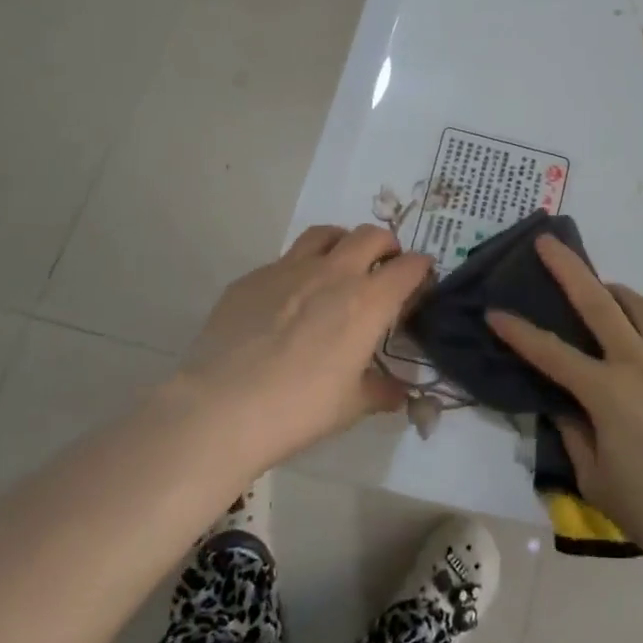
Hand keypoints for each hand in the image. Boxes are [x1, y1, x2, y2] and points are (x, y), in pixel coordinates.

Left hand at [182, 225, 432, 466]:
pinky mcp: (251, 278)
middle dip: (387, 246)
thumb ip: (381, 391)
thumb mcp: (351, 406)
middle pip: (372, 235)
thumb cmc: (299, 408)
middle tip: (385, 267)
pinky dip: (298, 269)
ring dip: (343, 243)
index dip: (421, 270)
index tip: (421, 282)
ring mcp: (288, 270)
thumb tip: (399, 392)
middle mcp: (334, 273)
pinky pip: (283, 260)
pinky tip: (288, 300)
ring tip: (341, 265)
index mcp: (368, 301)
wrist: (220, 408)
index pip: (410, 267)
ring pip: (326, 234)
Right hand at [487, 235, 642, 585]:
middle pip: (599, 303)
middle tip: (548, 243)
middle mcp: (640, 365)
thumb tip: (565, 407)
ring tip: (603, 290)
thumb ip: (574, 434)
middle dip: (568, 270)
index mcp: (607, 393)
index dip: (518, 333)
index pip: (551, 353)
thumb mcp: (595, 479)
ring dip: (617, 292)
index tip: (494, 313)